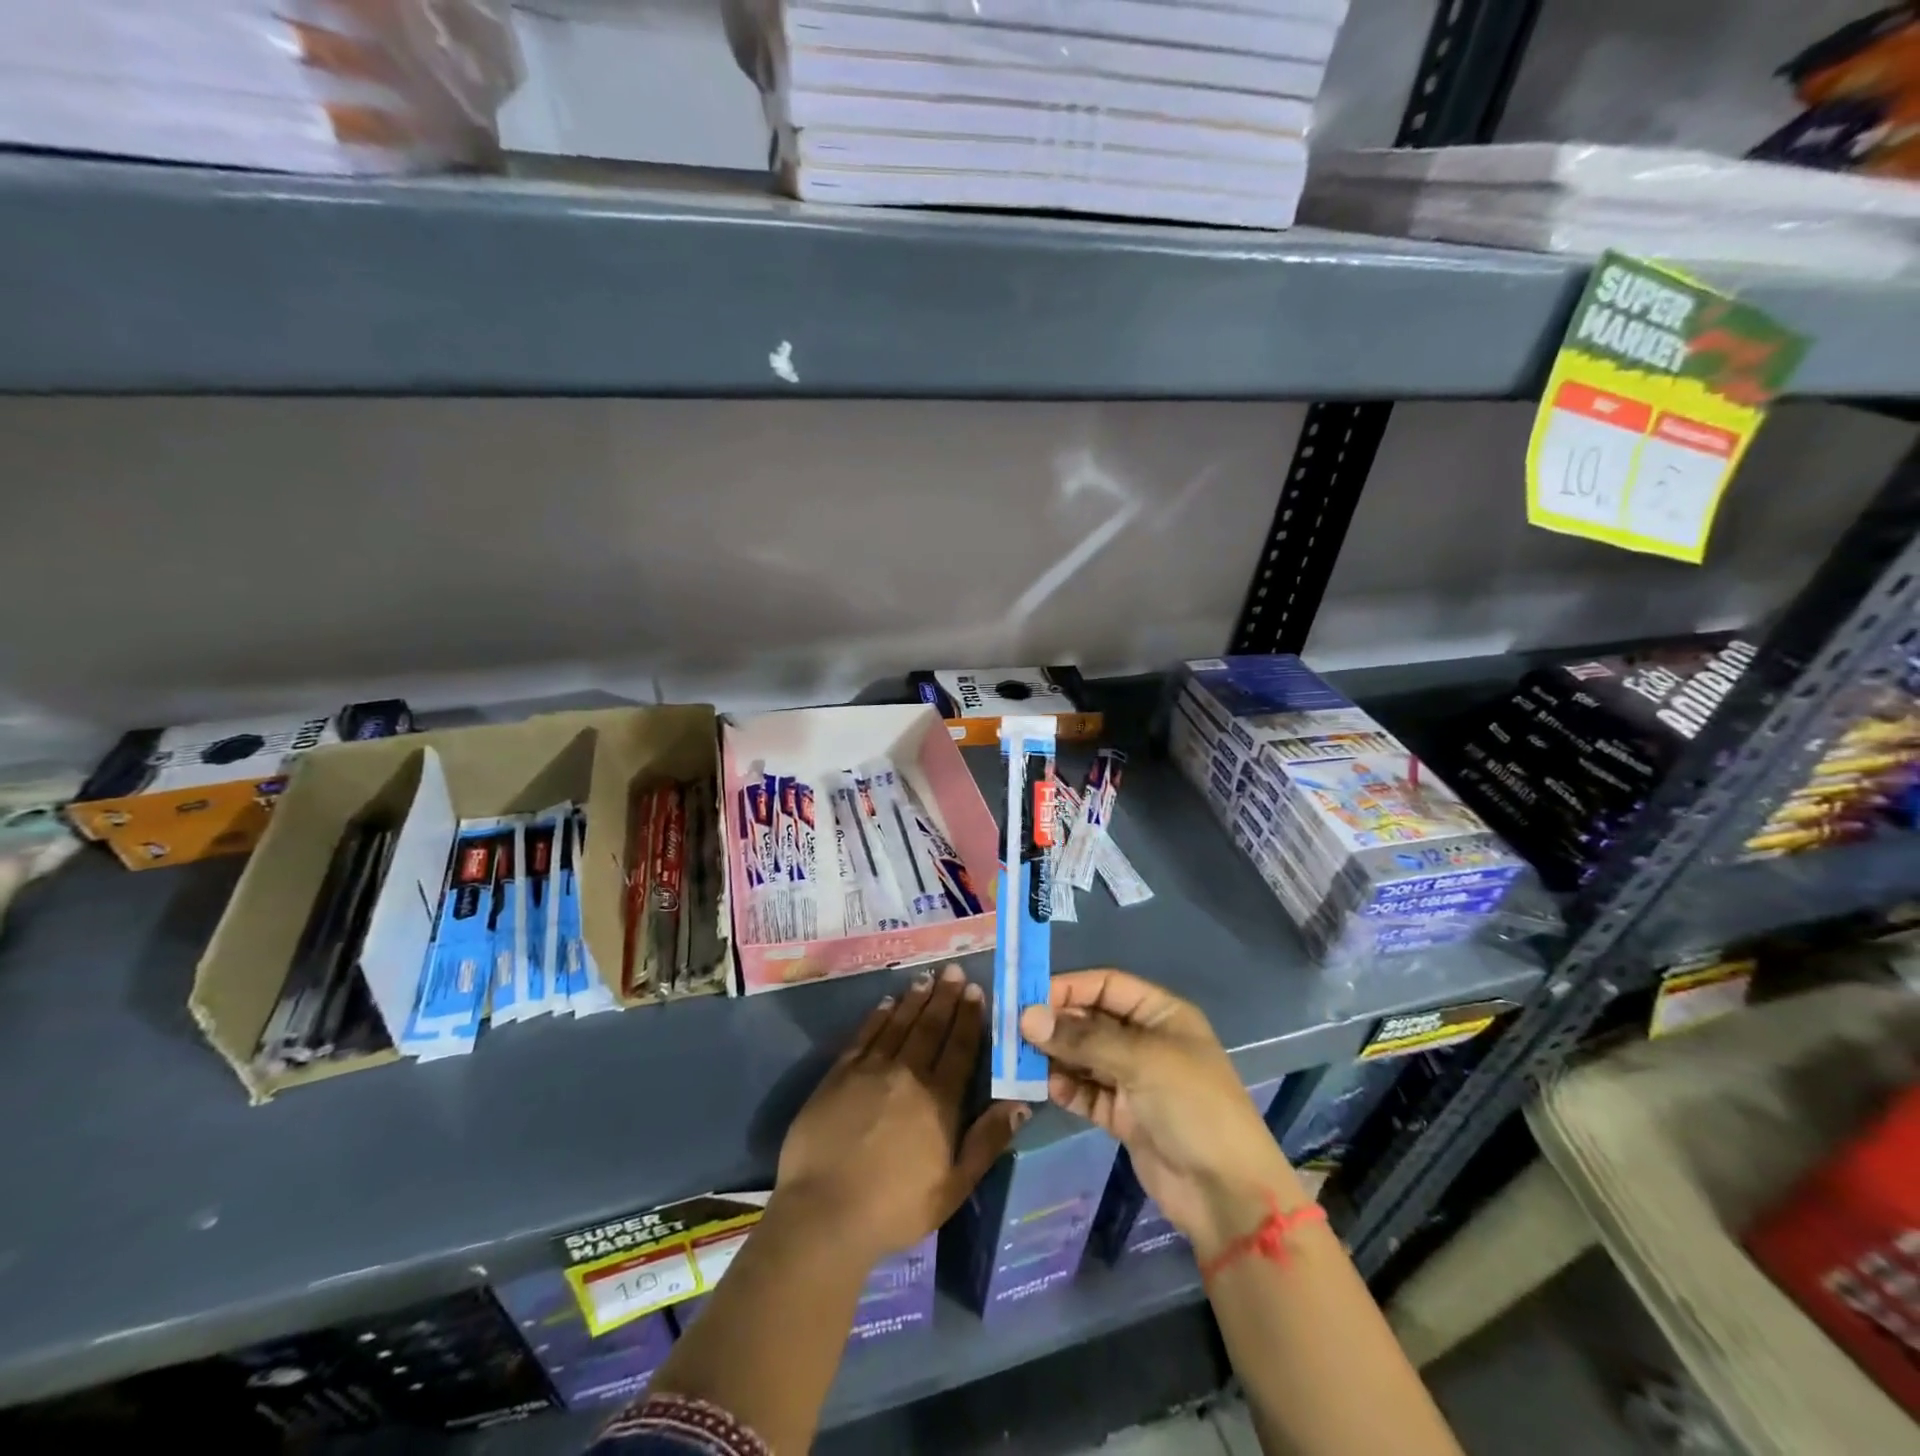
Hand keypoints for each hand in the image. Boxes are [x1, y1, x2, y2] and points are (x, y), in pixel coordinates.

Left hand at [775, 964, 1028, 1262]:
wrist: (824, 1213)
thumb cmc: (896, 1207)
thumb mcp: (954, 1186)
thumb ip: (987, 1141)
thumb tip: (1020, 1104)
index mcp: (939, 1100)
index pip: (959, 1048)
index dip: (968, 1018)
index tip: (975, 991)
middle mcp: (907, 1074)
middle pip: (930, 1027)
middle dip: (944, 997)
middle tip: (953, 970)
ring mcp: (870, 1070)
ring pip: (899, 1024)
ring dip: (914, 1000)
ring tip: (926, 978)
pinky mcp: (839, 1074)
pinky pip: (865, 1035)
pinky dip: (878, 1016)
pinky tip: (887, 1003)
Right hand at [1019, 969, 1306, 1260]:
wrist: (1226, 1194)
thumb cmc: (1192, 1106)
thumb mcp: (1141, 1061)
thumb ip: (1082, 1038)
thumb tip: (1027, 1017)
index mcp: (1161, 1014)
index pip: (1106, 985)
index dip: (1069, 988)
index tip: (1028, 997)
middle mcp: (1146, 1040)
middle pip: (1091, 1020)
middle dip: (1056, 1024)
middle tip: (1015, 1031)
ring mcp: (1134, 1079)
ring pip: (1084, 1056)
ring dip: (1056, 1056)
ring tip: (1022, 1059)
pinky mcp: (1124, 1115)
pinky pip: (1087, 1091)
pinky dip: (1067, 1087)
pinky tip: (1048, 1088)